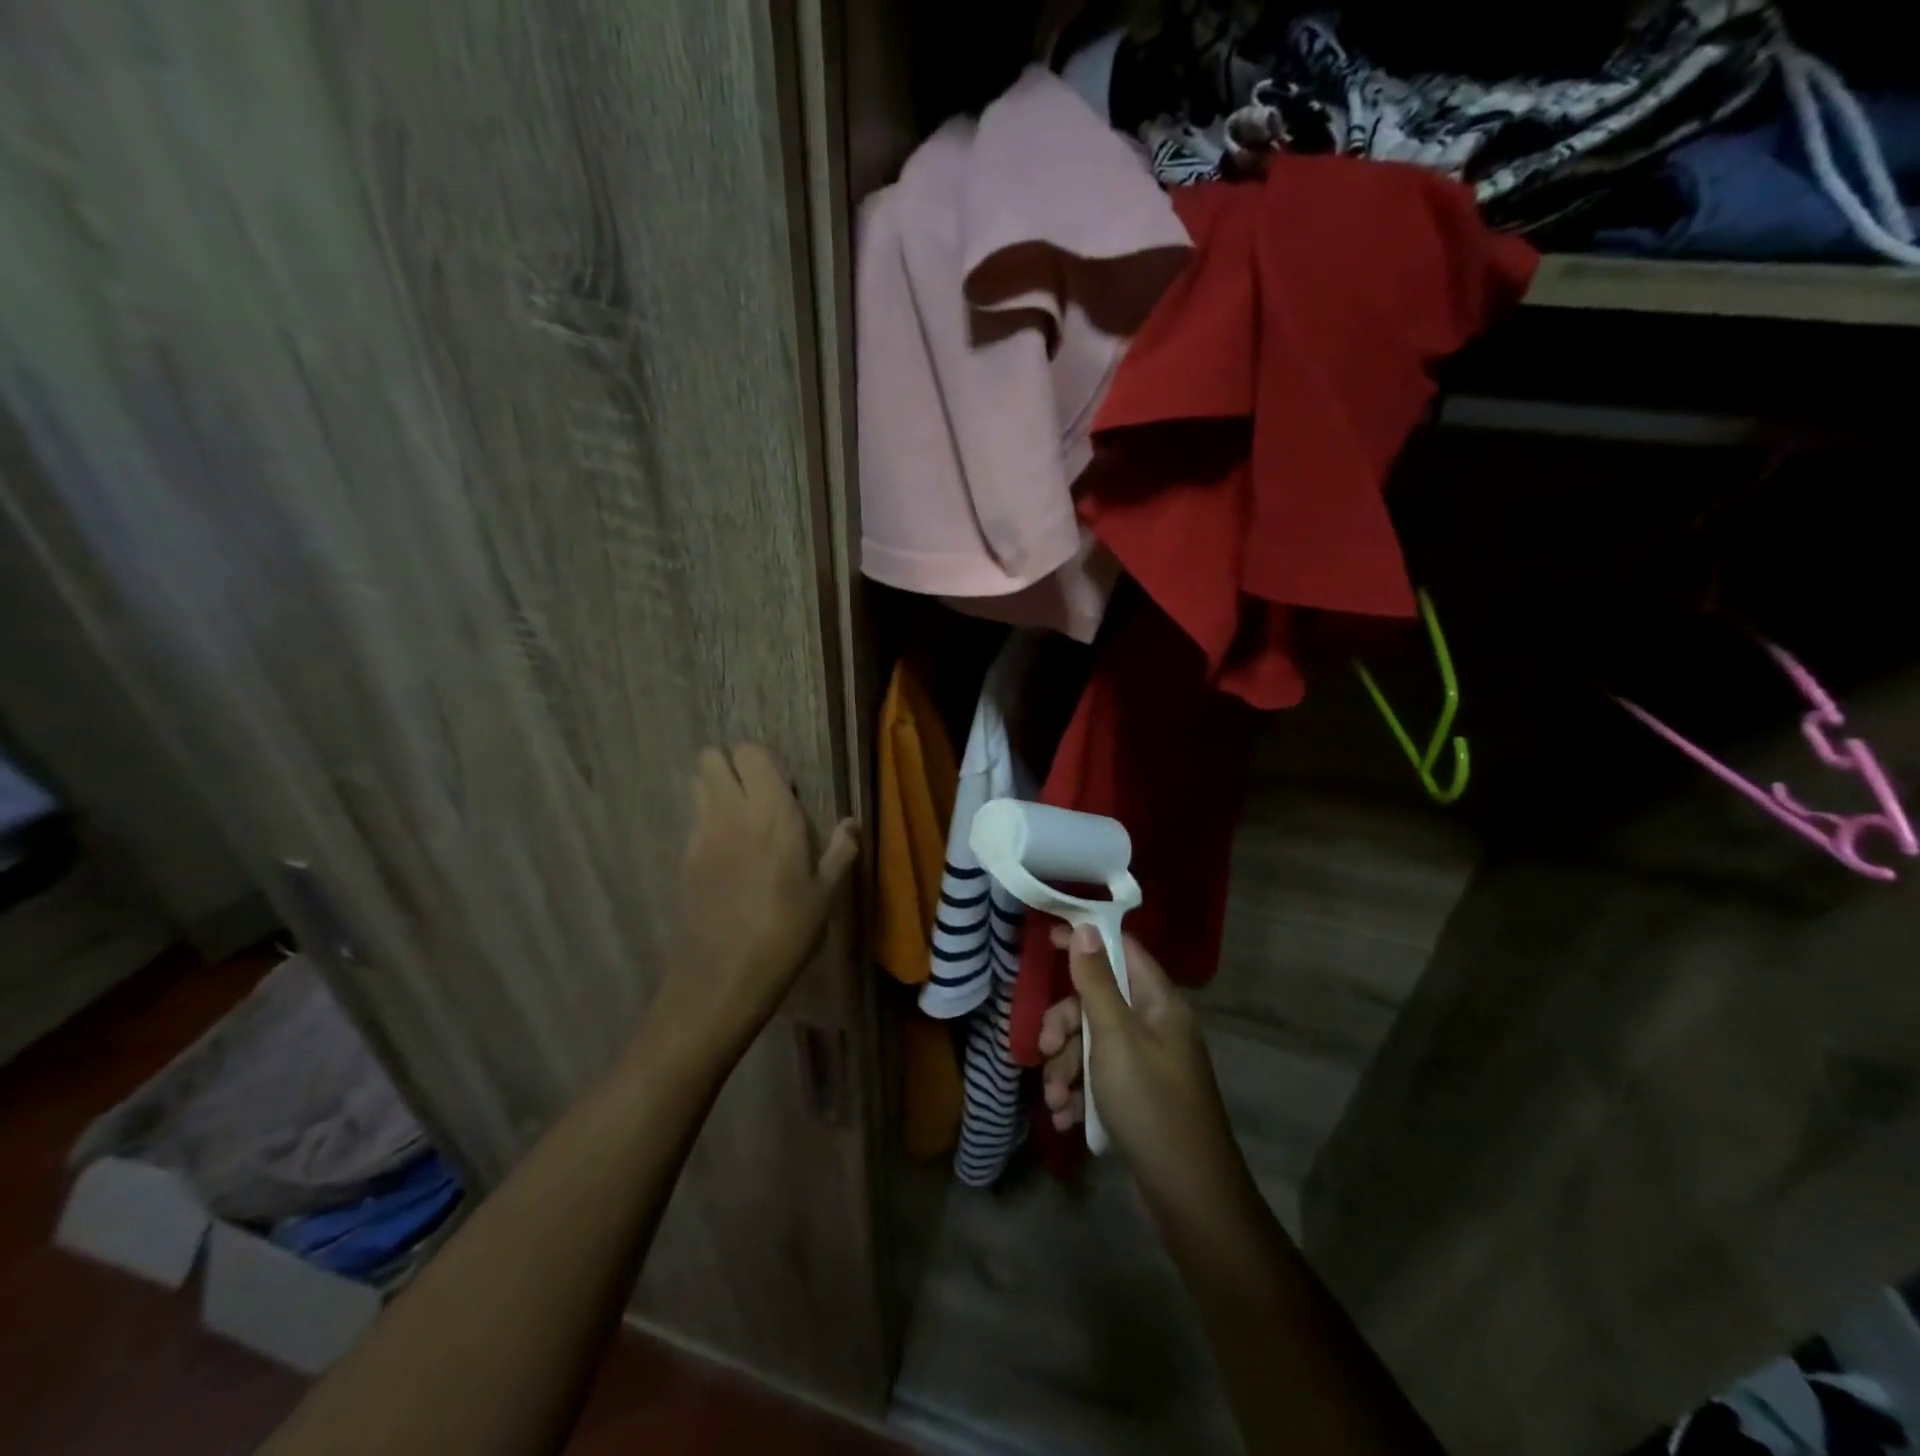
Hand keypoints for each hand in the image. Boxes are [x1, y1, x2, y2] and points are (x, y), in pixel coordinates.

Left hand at [654, 745, 858, 1057]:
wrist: (726, 974)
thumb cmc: (787, 930)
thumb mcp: (826, 893)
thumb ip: (840, 850)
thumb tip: (851, 824)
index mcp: (772, 812)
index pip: (750, 754)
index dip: (764, 763)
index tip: (783, 788)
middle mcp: (730, 812)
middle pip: (712, 758)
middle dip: (731, 766)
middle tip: (756, 795)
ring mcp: (701, 834)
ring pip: (698, 785)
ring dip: (716, 789)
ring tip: (741, 821)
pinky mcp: (684, 858)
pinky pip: (694, 820)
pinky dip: (708, 821)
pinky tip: (728, 856)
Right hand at [1038, 925, 1245, 1212]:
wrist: (1189, 1199)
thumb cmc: (1151, 1105)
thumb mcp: (1115, 1037)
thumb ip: (1096, 982)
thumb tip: (1085, 927)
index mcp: (1159, 1004)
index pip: (1122, 950)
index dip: (1086, 941)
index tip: (1046, 939)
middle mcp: (1155, 1027)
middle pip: (1098, 1001)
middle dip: (1065, 1025)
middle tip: (1046, 1048)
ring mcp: (1147, 1065)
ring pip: (1092, 1043)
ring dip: (1065, 1068)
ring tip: (1054, 1099)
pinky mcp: (1137, 1098)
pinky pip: (1098, 1079)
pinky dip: (1078, 1094)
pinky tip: (1065, 1118)